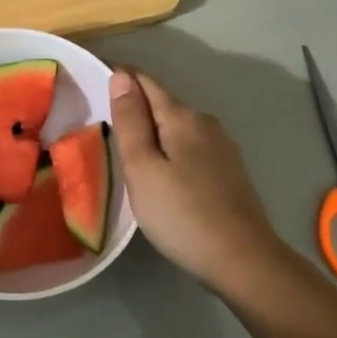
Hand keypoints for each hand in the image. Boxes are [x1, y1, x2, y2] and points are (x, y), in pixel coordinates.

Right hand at [111, 68, 284, 293]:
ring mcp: (222, 147)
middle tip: (102, 121)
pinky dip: (169, 148)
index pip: (144, 81)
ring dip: (152, 129)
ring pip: (176, 126)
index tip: (93, 82)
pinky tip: (161, 172)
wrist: (243, 261)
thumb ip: (130, 121)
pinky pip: (189, 146)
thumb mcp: (142, 168)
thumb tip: (121, 76)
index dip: (119, 77)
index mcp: (182, 117)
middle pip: (162, 102)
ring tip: (126, 148)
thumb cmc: (182, 214)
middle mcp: (205, 123)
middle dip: (134, 104)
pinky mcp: (229, 171)